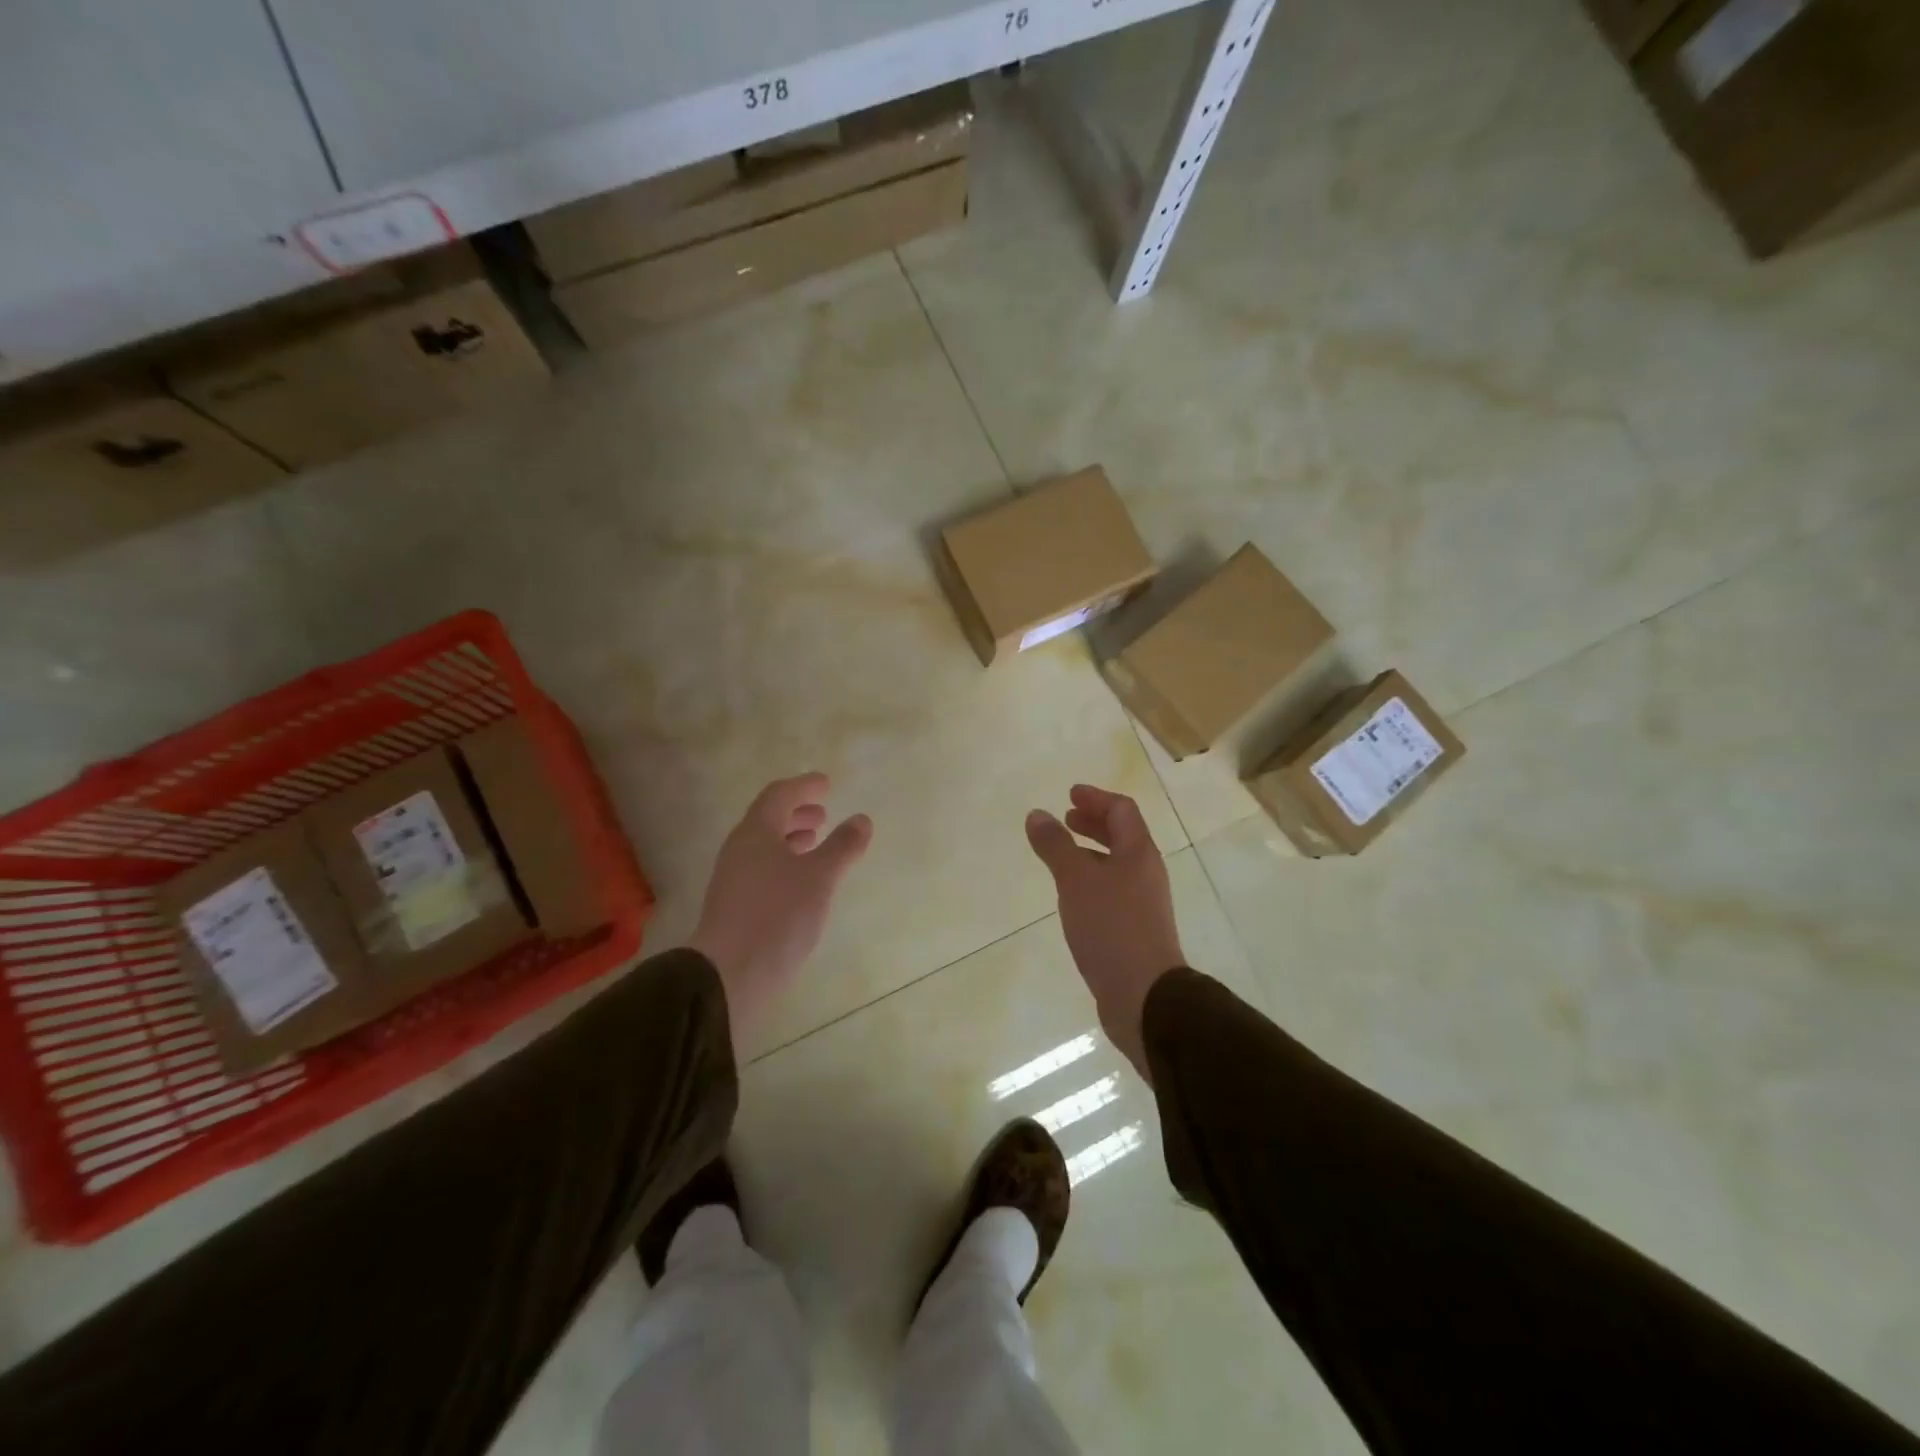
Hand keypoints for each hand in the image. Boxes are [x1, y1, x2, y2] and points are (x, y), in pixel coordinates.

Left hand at [687, 773, 871, 1049]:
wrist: (728, 976)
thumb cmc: (777, 916)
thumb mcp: (819, 878)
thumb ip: (842, 846)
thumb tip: (861, 819)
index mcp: (756, 832)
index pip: (778, 795)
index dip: (804, 787)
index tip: (826, 784)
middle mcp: (740, 849)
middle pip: (768, 819)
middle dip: (796, 812)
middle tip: (823, 813)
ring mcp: (733, 878)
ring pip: (764, 845)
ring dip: (790, 837)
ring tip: (815, 842)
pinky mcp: (734, 905)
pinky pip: (762, 868)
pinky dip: (784, 861)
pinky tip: (801, 881)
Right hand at [1025, 784, 1183, 1079]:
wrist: (1144, 995)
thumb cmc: (1111, 927)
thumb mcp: (1076, 880)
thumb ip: (1055, 846)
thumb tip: (1037, 814)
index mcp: (1139, 853)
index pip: (1122, 810)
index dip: (1096, 798)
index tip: (1070, 794)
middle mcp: (1145, 873)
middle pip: (1122, 836)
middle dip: (1093, 824)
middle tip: (1066, 818)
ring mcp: (1143, 904)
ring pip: (1117, 865)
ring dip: (1091, 853)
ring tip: (1063, 856)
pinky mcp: (1134, 931)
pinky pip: (1112, 892)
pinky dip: (1091, 881)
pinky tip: (1072, 897)